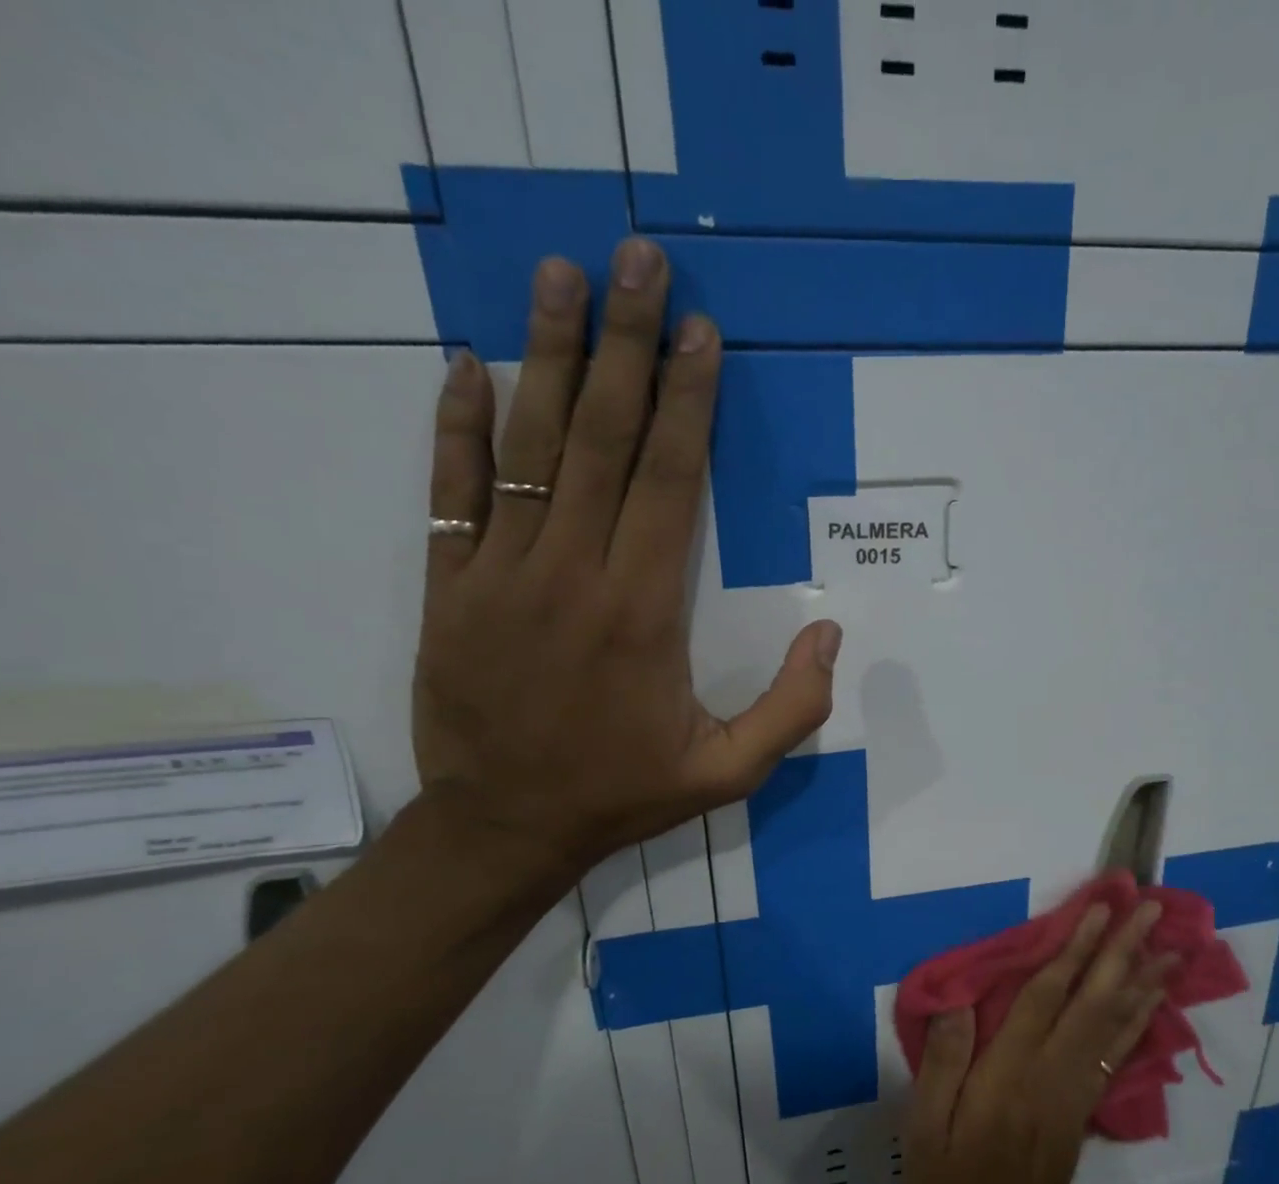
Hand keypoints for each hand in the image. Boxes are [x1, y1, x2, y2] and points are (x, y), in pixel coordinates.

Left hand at [412, 244, 841, 889]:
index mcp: (644, 612)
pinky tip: (468, 367)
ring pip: (528, 447)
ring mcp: (501, 574)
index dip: (690, 401)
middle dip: (629, 344)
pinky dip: (457, 427)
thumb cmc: (621, 794)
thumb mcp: (728, 774)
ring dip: (548, 356)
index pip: (672, 481)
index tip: (701, 331)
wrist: (503, 828)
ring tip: (561, 276)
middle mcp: (573, 574)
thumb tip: (829, 634)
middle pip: (605, 439)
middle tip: (640, 260)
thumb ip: (792, 710)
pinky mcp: (449, 587)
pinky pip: (451, 491)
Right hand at [902, 902, 1174, 1183]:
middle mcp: (1053, 1073)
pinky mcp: (1085, 1104)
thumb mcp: (925, 1131)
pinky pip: (1118, 1051)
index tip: (1098, 910)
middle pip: (1095, 1001)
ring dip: (1144, 979)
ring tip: (1172, 945)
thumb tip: (957, 1001)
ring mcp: (1077, 1089)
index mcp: (1010, 1073)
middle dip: (1123, 951)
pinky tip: (1153, 997)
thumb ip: (944, 1064)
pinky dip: (1139, 1018)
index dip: (1073, 951)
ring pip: (1116, 1024)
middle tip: (1152, 910)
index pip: (1046, 998)